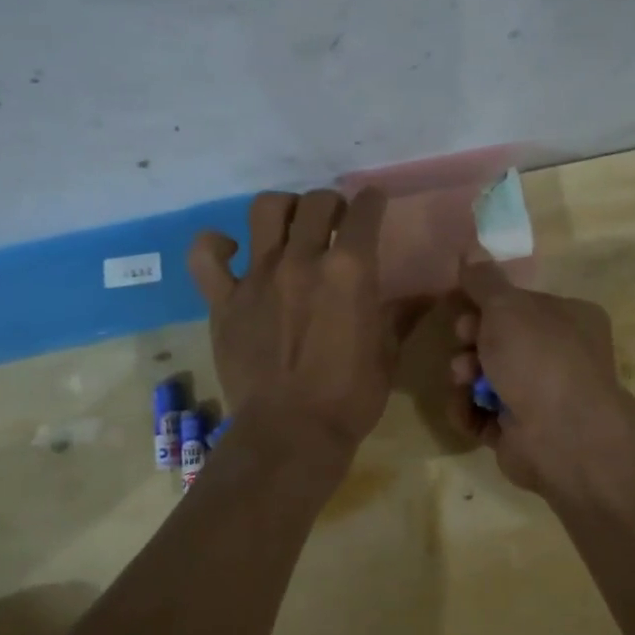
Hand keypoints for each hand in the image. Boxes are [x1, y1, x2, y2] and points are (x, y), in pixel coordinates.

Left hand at [188, 189, 407, 450]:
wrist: (291, 433)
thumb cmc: (350, 397)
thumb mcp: (388, 354)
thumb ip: (402, 315)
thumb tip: (428, 295)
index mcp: (350, 271)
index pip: (364, 212)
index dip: (373, 201)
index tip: (375, 203)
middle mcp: (303, 260)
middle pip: (316, 202)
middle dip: (333, 204)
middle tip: (336, 223)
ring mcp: (258, 276)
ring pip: (266, 210)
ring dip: (284, 209)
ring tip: (291, 227)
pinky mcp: (224, 299)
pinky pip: (206, 256)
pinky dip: (216, 245)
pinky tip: (232, 249)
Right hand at [447, 260, 627, 495]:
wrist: (562, 436)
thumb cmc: (539, 358)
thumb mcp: (507, 307)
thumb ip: (484, 281)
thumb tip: (471, 250)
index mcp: (568, 319)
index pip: (518, 305)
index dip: (486, 305)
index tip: (465, 307)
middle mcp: (558, 356)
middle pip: (498, 340)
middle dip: (472, 341)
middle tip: (464, 343)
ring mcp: (539, 397)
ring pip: (484, 377)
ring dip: (464, 375)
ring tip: (463, 381)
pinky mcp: (518, 431)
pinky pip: (481, 413)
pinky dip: (468, 410)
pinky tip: (465, 410)